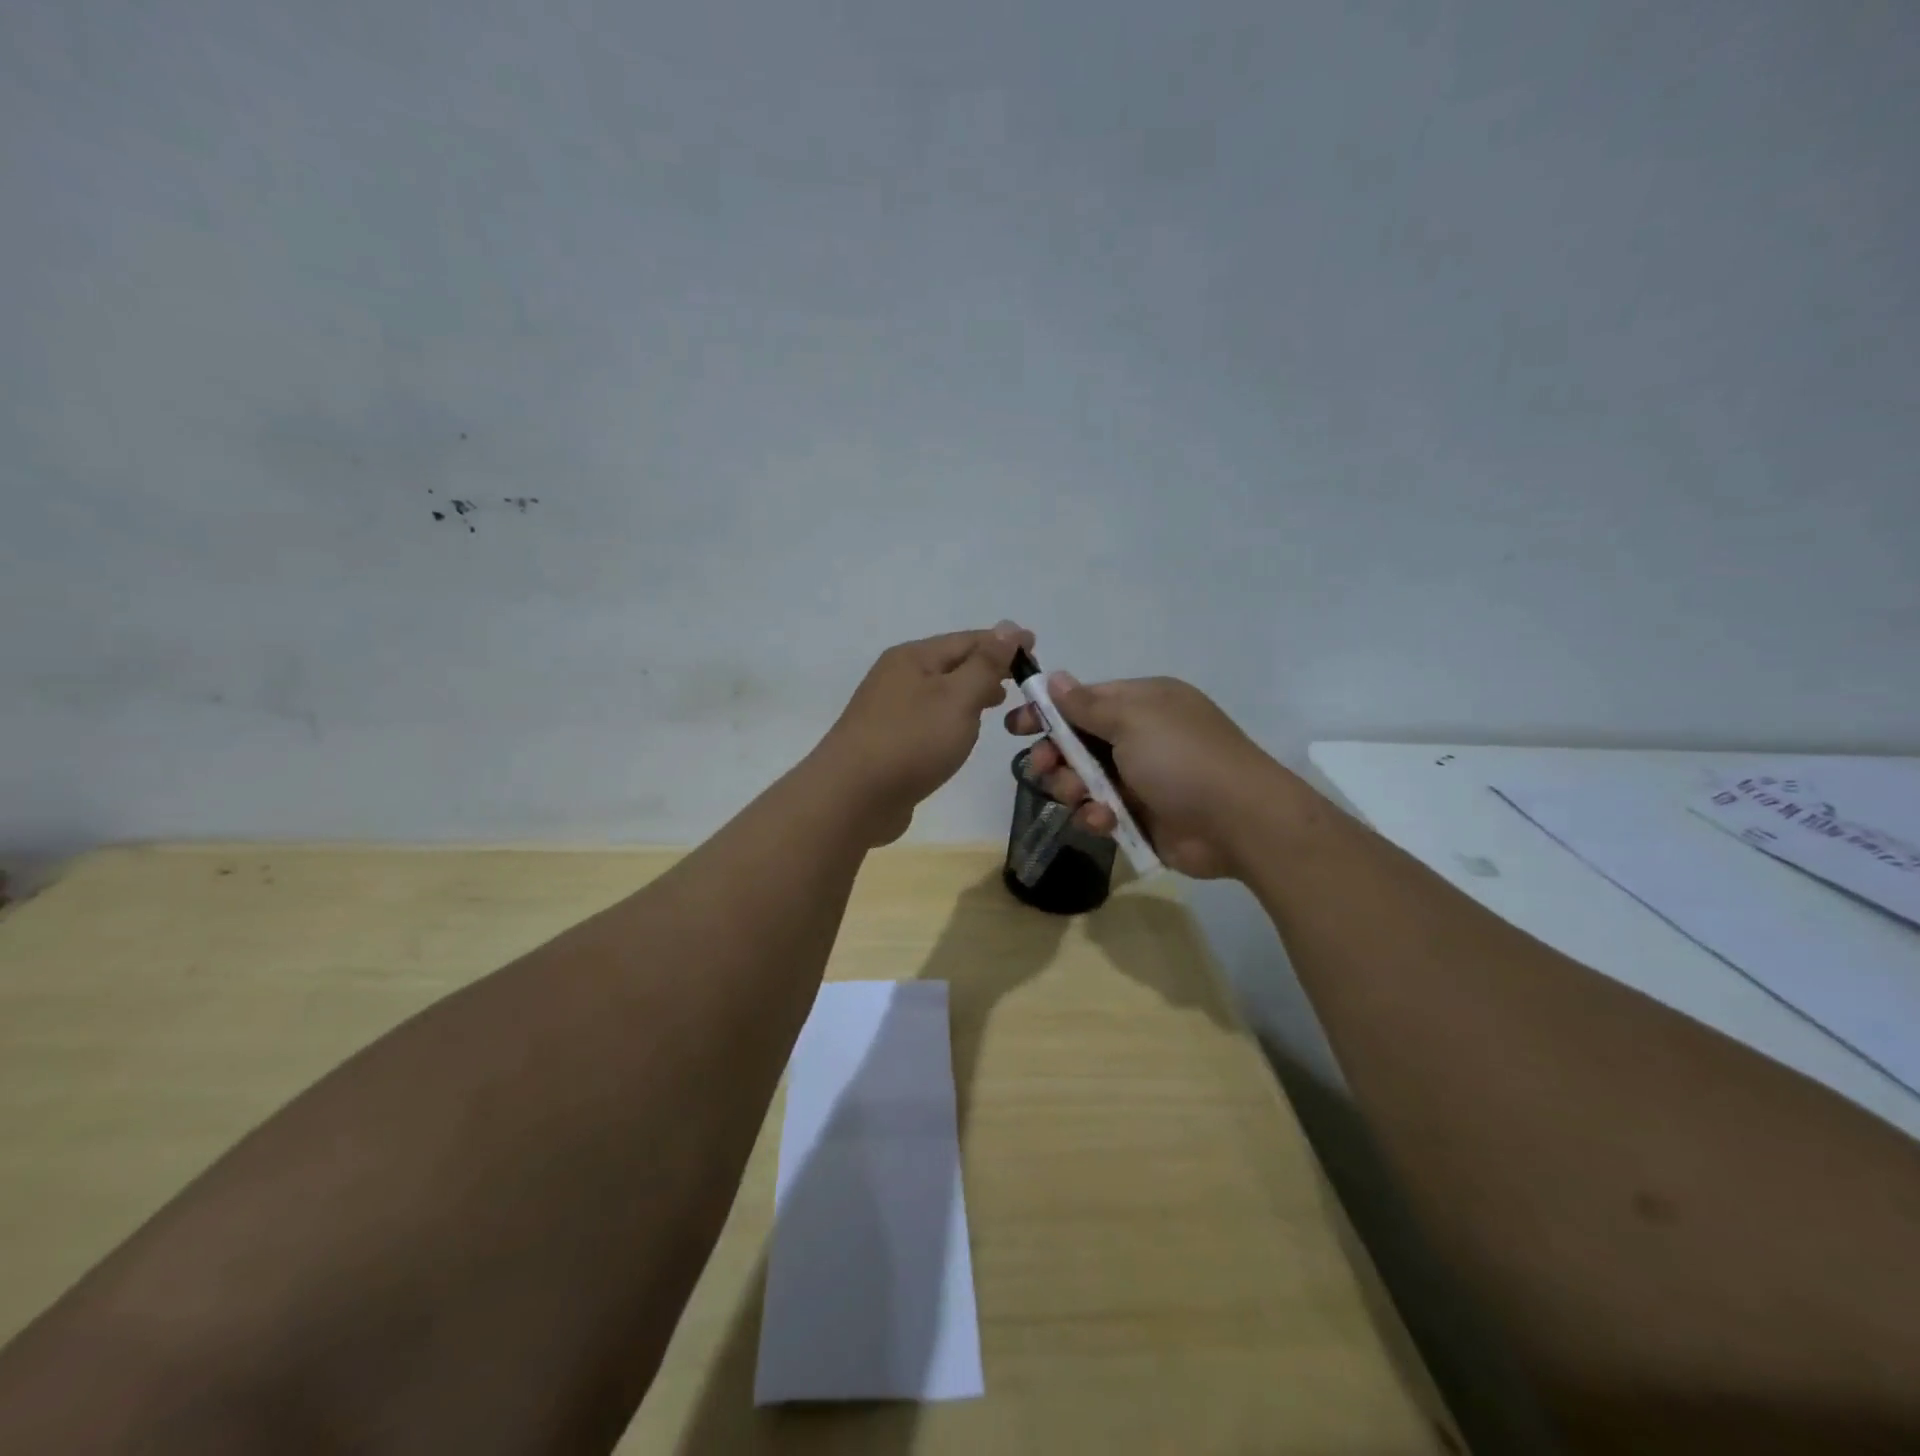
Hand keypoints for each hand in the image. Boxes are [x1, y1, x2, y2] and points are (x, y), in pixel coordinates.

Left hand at [817, 622, 1034, 845]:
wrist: (852, 797)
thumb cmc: (911, 741)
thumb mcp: (958, 698)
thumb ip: (986, 664)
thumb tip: (1009, 627)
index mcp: (914, 657)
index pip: (968, 639)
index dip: (1004, 643)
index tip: (1036, 647)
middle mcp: (898, 675)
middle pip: (952, 663)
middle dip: (988, 667)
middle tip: (1023, 680)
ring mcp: (889, 709)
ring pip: (940, 691)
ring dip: (970, 692)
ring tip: (1000, 703)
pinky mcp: (888, 740)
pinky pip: (929, 718)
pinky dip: (952, 717)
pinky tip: (963, 732)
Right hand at [1006, 674, 1303, 878]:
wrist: (1238, 821)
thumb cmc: (1182, 758)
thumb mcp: (1133, 720)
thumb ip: (1087, 704)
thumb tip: (1054, 677)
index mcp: (1143, 704)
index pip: (1083, 700)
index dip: (1048, 712)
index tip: (1015, 725)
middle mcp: (1139, 737)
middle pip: (1077, 742)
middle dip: (1055, 755)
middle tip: (1041, 767)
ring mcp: (1140, 778)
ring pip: (1083, 780)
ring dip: (1073, 788)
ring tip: (1082, 796)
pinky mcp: (1140, 815)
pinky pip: (1100, 811)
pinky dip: (1096, 815)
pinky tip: (1103, 820)